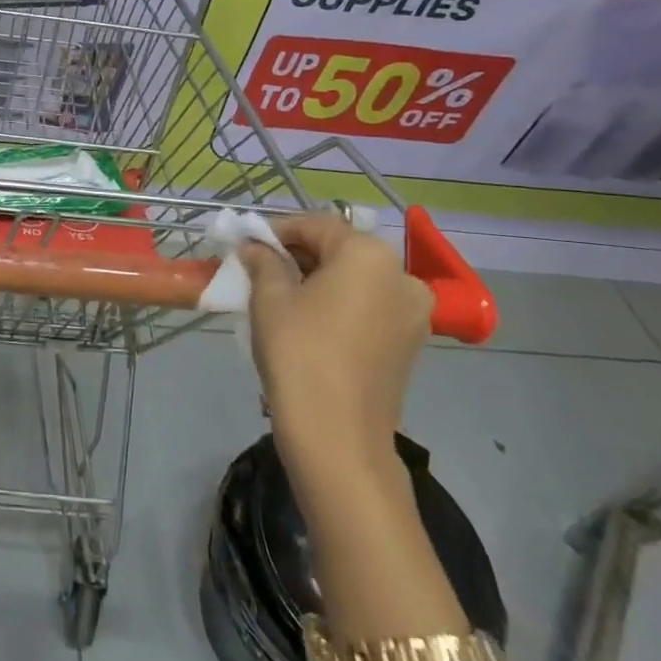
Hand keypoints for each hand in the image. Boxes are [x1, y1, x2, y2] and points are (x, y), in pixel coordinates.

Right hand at [240, 212, 432, 478]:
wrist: (337, 435)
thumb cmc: (299, 354)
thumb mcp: (269, 298)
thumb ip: (263, 262)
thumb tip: (256, 249)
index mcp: (369, 255)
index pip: (317, 224)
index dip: (277, 230)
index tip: (247, 244)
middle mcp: (401, 275)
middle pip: (341, 249)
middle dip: (299, 255)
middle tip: (259, 268)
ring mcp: (413, 313)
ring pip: (357, 279)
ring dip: (319, 279)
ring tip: (280, 295)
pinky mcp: (410, 343)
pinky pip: (369, 306)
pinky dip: (339, 304)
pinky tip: (308, 321)